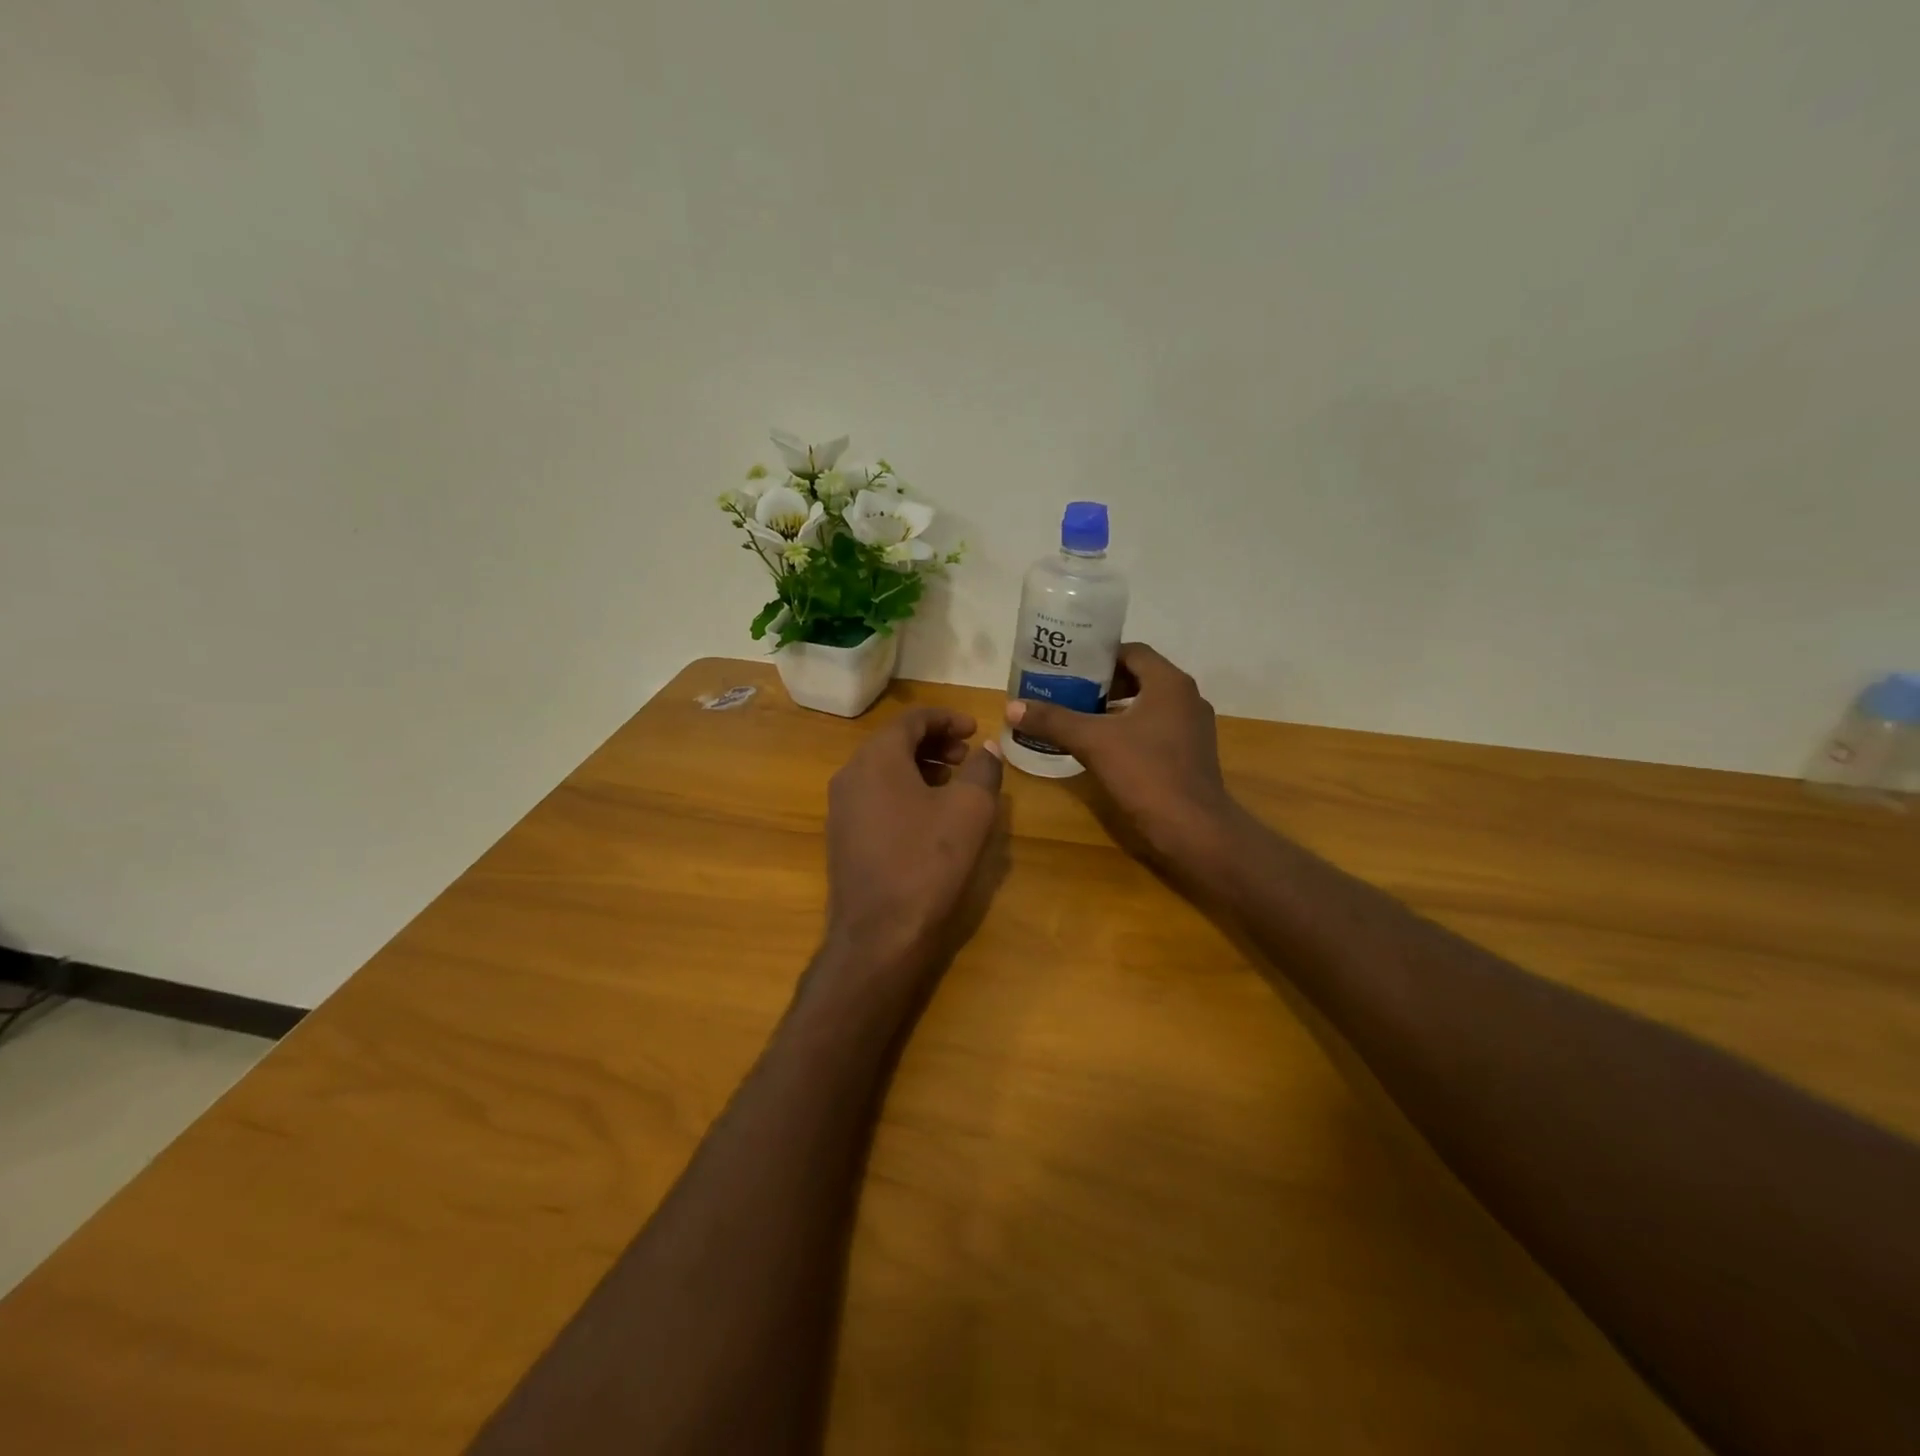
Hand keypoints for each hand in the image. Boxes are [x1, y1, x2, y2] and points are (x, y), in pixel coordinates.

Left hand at [823, 705, 1004, 979]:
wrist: (879, 935)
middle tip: (968, 756)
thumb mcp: (970, 810)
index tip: (976, 729)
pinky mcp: (843, 837)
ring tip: (954, 784)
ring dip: (920, 767)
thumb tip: (988, 749)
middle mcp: (850, 775)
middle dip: (935, 743)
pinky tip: (929, 815)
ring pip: (884, 770)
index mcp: (876, 758)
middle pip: (894, 742)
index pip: (912, 719)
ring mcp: (841, 808)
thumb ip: (983, 770)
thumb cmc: (928, 863)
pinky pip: (875, 796)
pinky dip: (904, 791)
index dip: (948, 718)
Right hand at [1005, 643, 1238, 865]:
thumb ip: (1053, 721)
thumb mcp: (1093, 742)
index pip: (1132, 652)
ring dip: (1116, 708)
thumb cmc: (1146, 773)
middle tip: (1068, 691)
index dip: (1099, 656)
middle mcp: (1187, 697)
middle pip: (1140, 677)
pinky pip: (1156, 728)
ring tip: (1080, 716)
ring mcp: (1193, 727)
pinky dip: (1130, 729)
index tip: (1069, 667)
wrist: (1193, 829)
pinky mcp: (1192, 753)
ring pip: (1148, 705)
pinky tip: (1104, 746)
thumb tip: (1012, 707)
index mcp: (1169, 683)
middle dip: (1103, 683)